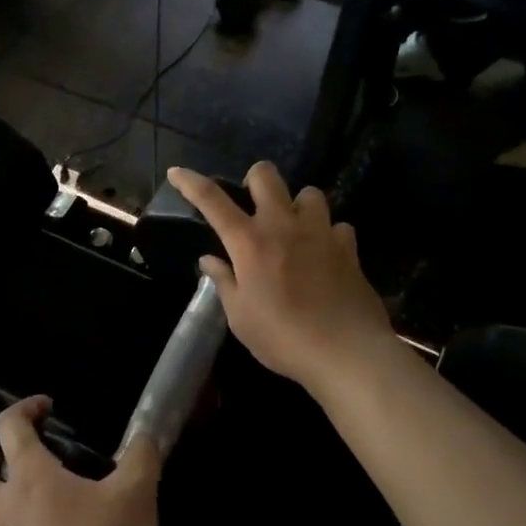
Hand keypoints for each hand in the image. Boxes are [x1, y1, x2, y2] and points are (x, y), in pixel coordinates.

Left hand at [0, 397, 160, 525]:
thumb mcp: (136, 498)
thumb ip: (141, 457)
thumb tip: (144, 435)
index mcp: (31, 480)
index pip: (9, 427)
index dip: (24, 408)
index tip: (48, 407)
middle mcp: (7, 511)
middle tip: (14, 454)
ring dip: (12, 501)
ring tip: (55, 506)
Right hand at [167, 163, 395, 397]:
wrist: (346, 353)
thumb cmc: (283, 338)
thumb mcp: (241, 318)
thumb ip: (224, 282)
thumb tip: (209, 260)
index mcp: (249, 242)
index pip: (211, 199)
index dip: (190, 182)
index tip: (176, 172)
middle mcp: (283, 225)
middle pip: (266, 174)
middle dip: (254, 180)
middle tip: (253, 206)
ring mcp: (320, 232)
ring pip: (309, 192)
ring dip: (298, 206)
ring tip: (295, 229)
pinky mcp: (348, 247)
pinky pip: (337, 226)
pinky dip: (329, 235)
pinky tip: (325, 254)